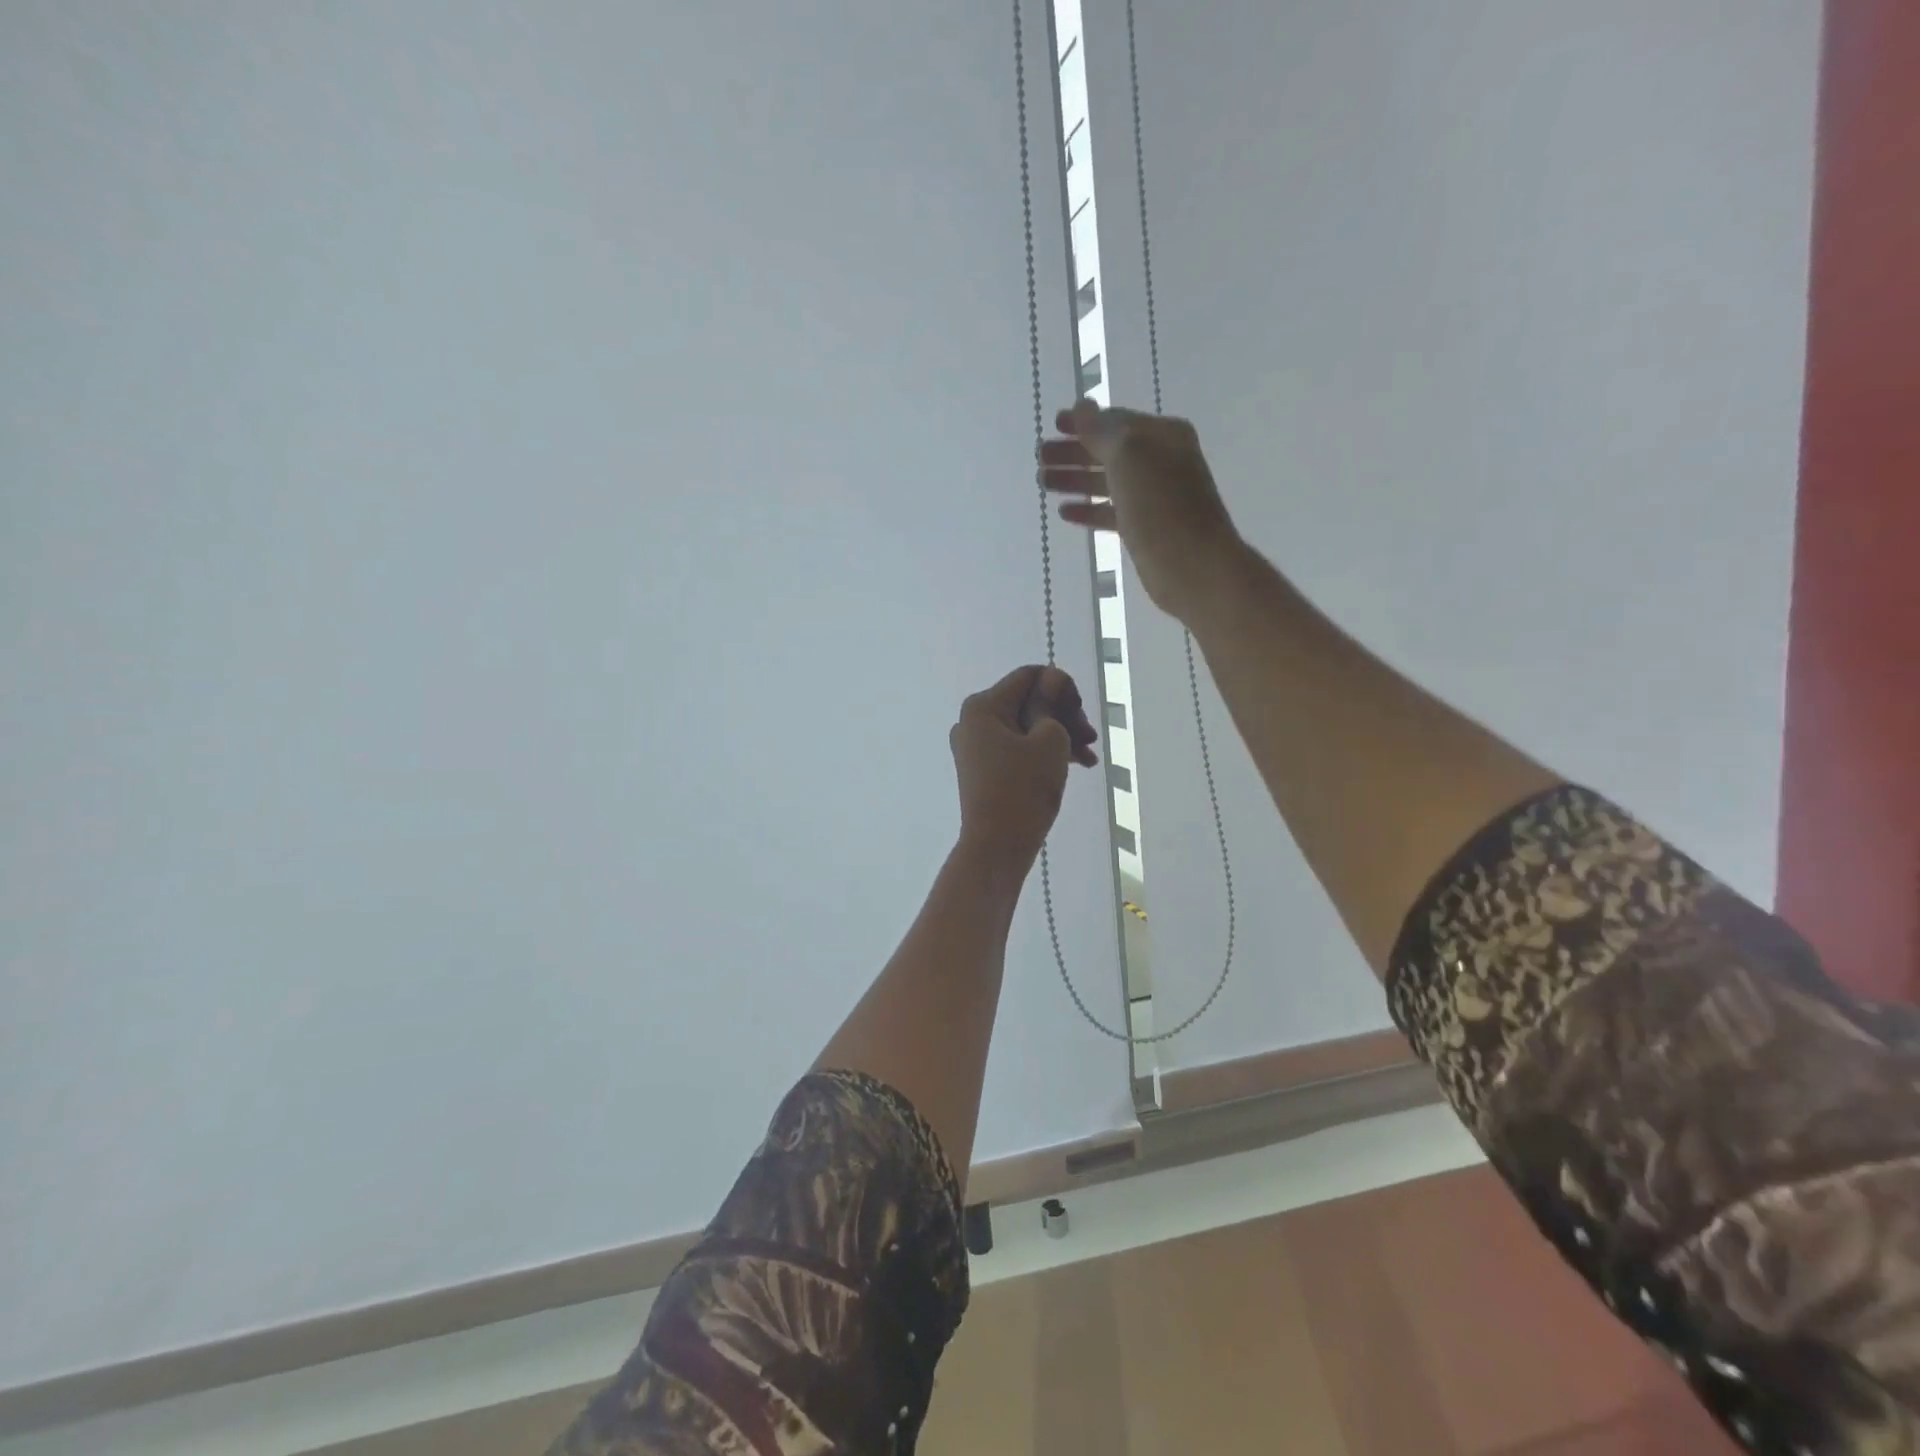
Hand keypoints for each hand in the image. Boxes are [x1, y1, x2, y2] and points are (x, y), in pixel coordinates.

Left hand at [950, 665, 1097, 863]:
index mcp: (983, 706)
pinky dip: (1044, 752)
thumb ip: (1051, 703)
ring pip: (1026, 726)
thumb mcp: (1049, 739)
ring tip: (1089, 756)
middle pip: (1028, 700)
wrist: (997, 847)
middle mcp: (974, 720)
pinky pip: (1018, 748)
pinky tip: (1077, 765)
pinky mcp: (984, 769)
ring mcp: (976, 746)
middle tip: (1090, 738)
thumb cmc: (1024, 789)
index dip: (1062, 688)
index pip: (1030, 676)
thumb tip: (1052, 680)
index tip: (1082, 715)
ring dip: (1059, 735)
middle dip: (1063, 715)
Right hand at [1038, 400, 1242, 622]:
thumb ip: (1101, 430)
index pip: (1116, 421)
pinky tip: (1065, 512)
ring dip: (1075, 480)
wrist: (1193, 565)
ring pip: (1107, 483)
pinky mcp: (1145, 530)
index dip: (1083, 422)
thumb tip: (1082, 406)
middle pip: (1108, 452)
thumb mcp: (1129, 456)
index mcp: (1162, 436)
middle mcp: (1160, 462)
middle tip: (1040, 459)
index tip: (1052, 426)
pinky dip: (1088, 510)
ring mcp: (1153, 498)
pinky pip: (1111, 512)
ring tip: (1043, 483)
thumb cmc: (1161, 505)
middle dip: (1073, 453)